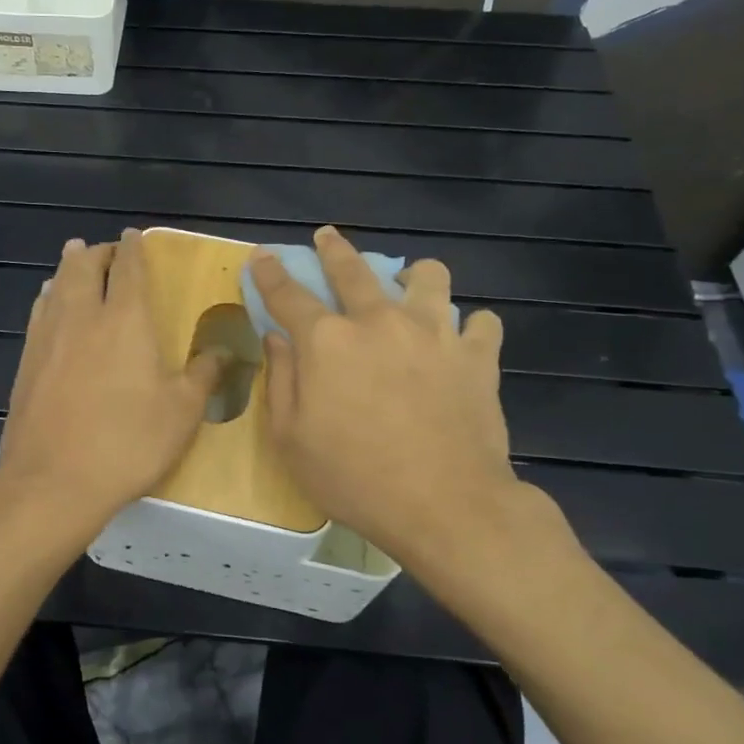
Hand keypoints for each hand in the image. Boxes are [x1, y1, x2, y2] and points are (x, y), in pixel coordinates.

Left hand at [0, 231, 225, 526]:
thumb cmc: (127, 443)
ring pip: (57, 285)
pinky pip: (39, 311)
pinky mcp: (26, 361)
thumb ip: (203, 374)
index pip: (129, 269)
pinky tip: (49, 301)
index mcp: (125, 321)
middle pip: (86, 267)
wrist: (54, 480)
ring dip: (69, 266)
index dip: (133, 248)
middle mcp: (83, 317)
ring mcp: (48, 337)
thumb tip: (224, 350)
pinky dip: (49, 296)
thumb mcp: (181, 413)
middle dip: (98, 251)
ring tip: (76, 256)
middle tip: (107, 250)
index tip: (134, 236)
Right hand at [252, 226, 562, 575]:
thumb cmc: (354, 478)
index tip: (262, 256)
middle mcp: (378, 322)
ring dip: (414, 277)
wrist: (445, 506)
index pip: (288, 294)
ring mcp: (433, 333)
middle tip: (328, 237)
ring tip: (411, 288)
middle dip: (334, 249)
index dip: (271, 273)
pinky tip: (460, 341)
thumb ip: (280, 381)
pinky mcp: (477, 356)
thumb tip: (277, 339)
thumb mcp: (291, 439)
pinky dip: (468, 327)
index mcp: (327, 342)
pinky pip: (480, 322)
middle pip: (353, 270)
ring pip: (429, 277)